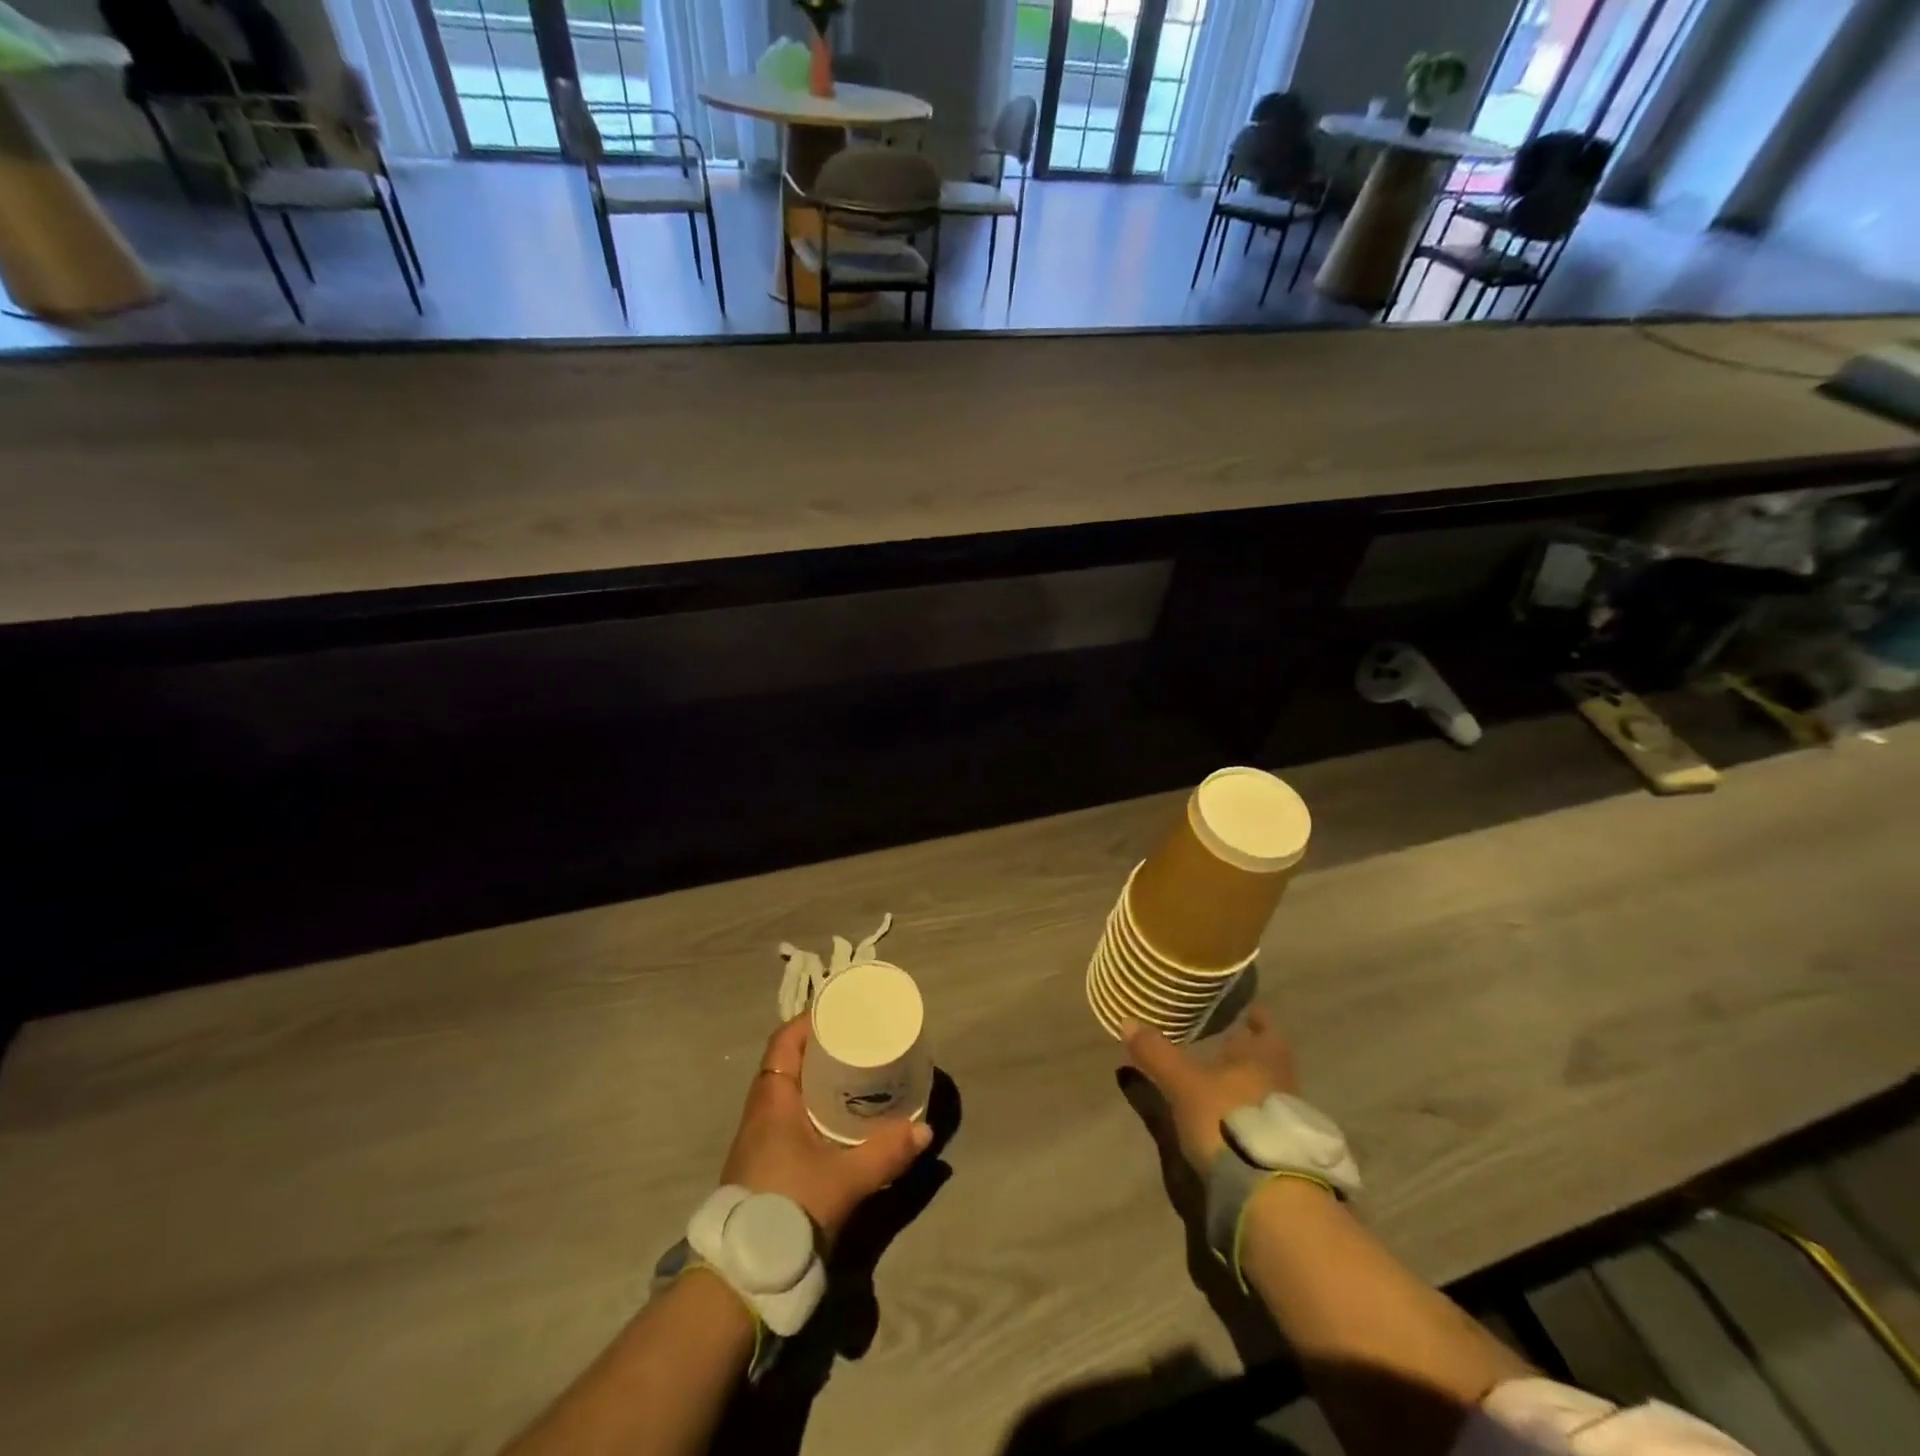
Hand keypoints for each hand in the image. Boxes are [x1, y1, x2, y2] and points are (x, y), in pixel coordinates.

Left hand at [721, 1014, 931, 1249]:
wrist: (744, 1275)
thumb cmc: (790, 1207)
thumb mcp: (846, 1178)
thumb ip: (886, 1152)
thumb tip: (924, 1131)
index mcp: (772, 1100)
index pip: (784, 1041)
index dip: (810, 1021)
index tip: (841, 1013)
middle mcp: (760, 1112)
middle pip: (789, 1063)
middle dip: (821, 1049)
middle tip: (858, 1042)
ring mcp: (758, 1140)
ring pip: (789, 1093)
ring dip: (817, 1080)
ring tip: (854, 1076)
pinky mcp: (763, 1165)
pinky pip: (788, 1118)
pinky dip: (812, 1108)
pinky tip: (837, 1122)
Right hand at [1121, 1006, 1300, 1177]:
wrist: (1267, 1192)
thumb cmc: (1226, 1119)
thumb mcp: (1183, 1084)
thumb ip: (1156, 1053)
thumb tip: (1127, 1021)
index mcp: (1262, 1058)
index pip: (1266, 1027)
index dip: (1257, 1018)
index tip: (1248, 1009)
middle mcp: (1280, 1082)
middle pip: (1269, 1059)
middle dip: (1249, 1050)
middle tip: (1228, 1041)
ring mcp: (1284, 1120)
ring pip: (1266, 1089)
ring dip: (1248, 1082)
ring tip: (1223, 1078)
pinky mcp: (1279, 1151)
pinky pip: (1263, 1118)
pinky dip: (1247, 1110)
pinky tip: (1228, 1115)